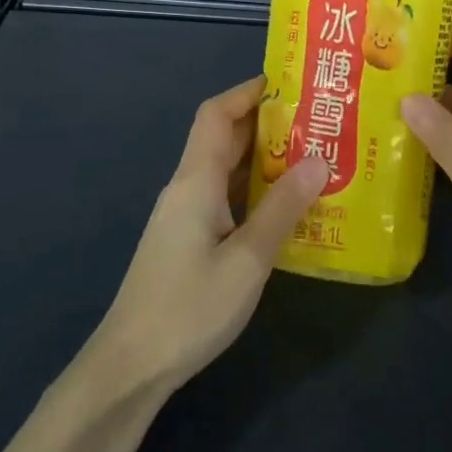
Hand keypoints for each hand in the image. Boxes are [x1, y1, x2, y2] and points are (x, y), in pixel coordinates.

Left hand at [89, 76, 327, 394]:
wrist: (131, 367)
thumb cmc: (188, 309)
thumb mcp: (247, 259)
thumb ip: (283, 208)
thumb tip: (320, 159)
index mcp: (195, 181)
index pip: (216, 114)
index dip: (249, 91)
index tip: (292, 84)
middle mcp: (188, 189)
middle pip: (224, 138)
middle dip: (269, 123)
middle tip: (320, 120)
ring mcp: (186, 216)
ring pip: (227, 171)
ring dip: (266, 159)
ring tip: (316, 156)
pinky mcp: (190, 241)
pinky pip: (227, 199)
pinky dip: (257, 192)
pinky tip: (290, 206)